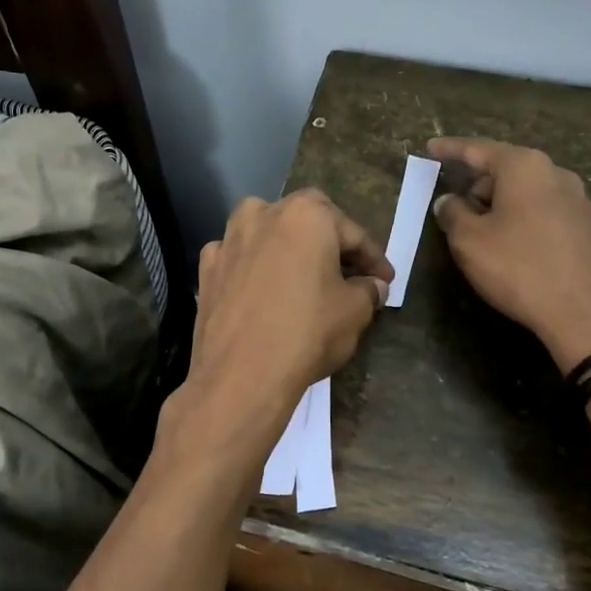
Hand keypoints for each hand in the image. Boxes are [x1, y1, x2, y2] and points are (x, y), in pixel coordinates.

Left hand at [177, 190, 392, 455]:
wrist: (240, 376)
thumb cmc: (307, 333)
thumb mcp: (355, 312)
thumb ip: (368, 290)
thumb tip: (373, 285)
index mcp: (305, 215)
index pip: (351, 232)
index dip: (373, 258)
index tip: (385, 280)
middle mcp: (262, 214)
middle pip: (305, 222)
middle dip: (329, 244)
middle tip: (348, 274)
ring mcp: (228, 240)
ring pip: (267, 234)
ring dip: (288, 250)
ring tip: (304, 278)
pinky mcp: (206, 270)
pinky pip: (239, 260)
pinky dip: (254, 269)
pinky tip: (264, 291)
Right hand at [427, 137, 590, 371]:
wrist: (585, 314)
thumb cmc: (519, 269)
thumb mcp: (469, 242)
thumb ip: (452, 214)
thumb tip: (449, 201)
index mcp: (525, 168)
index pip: (479, 149)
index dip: (451, 149)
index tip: (431, 147)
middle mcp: (559, 175)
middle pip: (509, 171)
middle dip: (481, 186)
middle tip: (459, 213)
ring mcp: (584, 203)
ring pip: (533, 195)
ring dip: (507, 207)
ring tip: (490, 237)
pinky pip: (552, 217)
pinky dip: (531, 224)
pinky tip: (524, 253)